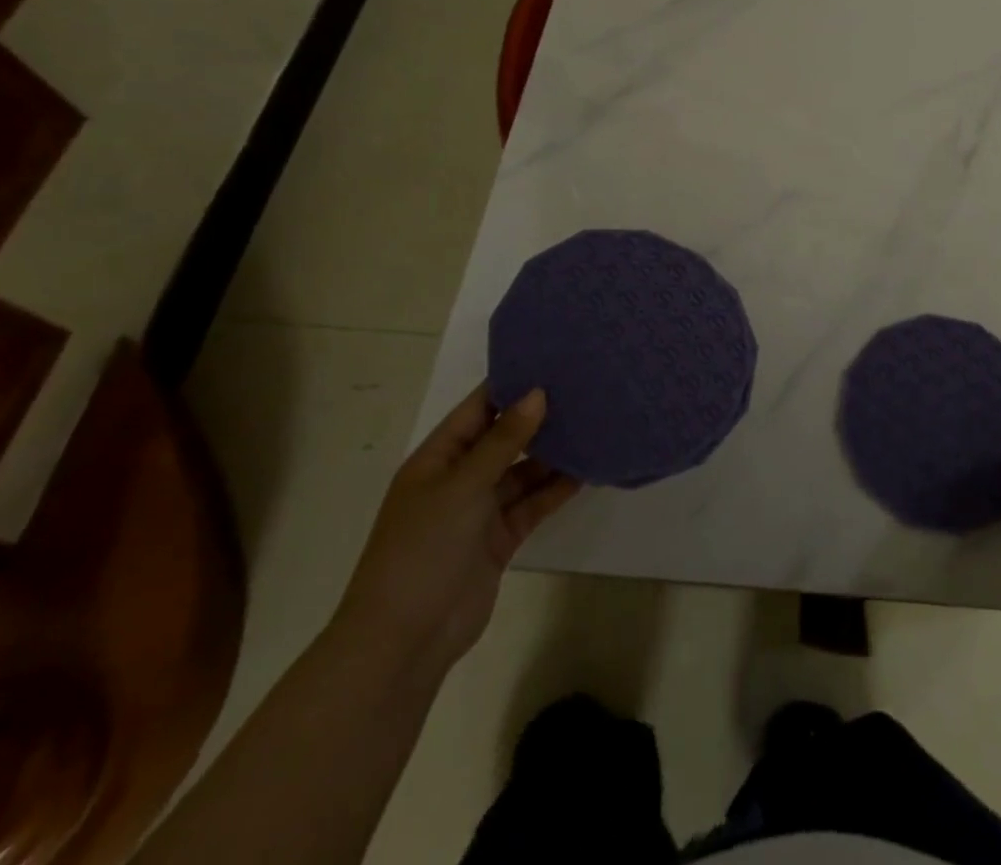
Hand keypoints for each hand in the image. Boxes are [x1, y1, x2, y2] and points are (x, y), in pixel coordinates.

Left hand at [331, 389, 578, 681]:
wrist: (405, 640)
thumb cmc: (423, 548)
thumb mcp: (462, 485)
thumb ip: (504, 440)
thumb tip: (538, 392)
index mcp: (438, 457)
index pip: (479, 407)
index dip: (512, 384)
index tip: (554, 360)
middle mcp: (460, 477)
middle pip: (505, 437)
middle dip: (540, 417)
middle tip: (585, 389)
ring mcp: (480, 509)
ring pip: (524, 471)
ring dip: (554, 453)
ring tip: (595, 424)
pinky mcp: (500, 538)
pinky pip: (533, 503)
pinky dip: (557, 488)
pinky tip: (588, 470)